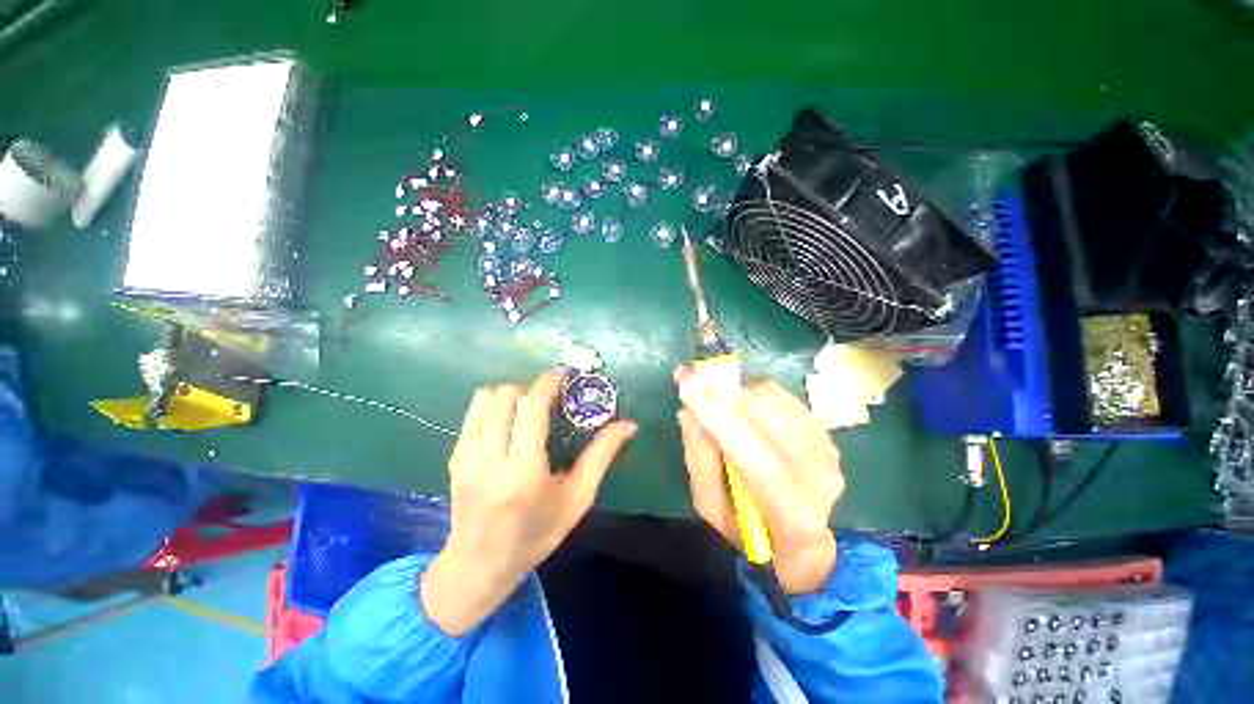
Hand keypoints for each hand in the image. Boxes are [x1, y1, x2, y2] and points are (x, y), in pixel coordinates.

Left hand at [421, 370, 636, 634]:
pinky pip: (474, 411)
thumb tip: (628, 425)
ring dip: (512, 392)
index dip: (548, 383)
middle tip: (550, 396)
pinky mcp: (455, 456)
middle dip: (531, 387)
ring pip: (486, 397)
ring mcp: (466, 455)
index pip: (532, 407)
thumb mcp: (577, 499)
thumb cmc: (537, 535)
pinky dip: (495, 403)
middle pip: (507, 395)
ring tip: (530, 405)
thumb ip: (601, 456)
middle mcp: (489, 458)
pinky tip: (510, 419)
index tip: (563, 372)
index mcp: (523, 471)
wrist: (478, 565)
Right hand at [675, 366, 843, 594]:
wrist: (801, 535)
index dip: (717, 417)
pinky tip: (740, 406)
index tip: (685, 384)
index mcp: (791, 512)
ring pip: (770, 399)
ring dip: (734, 393)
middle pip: (763, 417)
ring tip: (715, 402)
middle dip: (720, 394)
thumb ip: (699, 461)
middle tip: (690, 381)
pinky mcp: (824, 429)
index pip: (754, 458)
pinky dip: (751, 392)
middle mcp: (819, 476)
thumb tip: (689, 413)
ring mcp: (827, 448)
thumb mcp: (711, 507)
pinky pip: (780, 393)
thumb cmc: (748, 526)